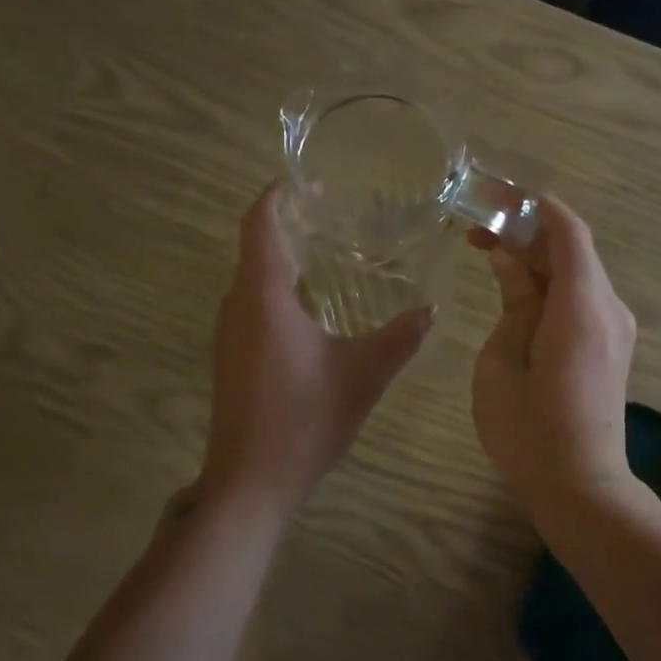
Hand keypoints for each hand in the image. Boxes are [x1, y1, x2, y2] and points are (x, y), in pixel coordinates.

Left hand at [199, 183, 433, 515]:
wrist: (249, 482)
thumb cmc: (303, 420)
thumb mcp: (362, 376)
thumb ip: (399, 338)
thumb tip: (430, 310)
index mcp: (263, 298)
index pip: (260, 226)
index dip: (276, 196)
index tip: (304, 178)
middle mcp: (238, 306)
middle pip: (255, 248)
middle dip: (288, 224)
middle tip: (334, 212)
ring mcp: (229, 333)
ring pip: (253, 279)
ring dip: (283, 259)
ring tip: (329, 251)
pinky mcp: (232, 357)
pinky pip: (253, 305)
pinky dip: (278, 289)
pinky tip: (314, 307)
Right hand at [470, 196, 639, 518]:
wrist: (582, 488)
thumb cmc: (529, 431)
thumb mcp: (502, 362)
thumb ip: (513, 302)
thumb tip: (511, 262)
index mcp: (581, 306)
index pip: (568, 232)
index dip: (533, 208)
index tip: (495, 199)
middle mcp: (609, 308)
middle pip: (573, 249)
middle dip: (528, 234)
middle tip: (479, 233)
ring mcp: (617, 329)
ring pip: (578, 274)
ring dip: (538, 261)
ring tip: (491, 258)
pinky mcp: (614, 347)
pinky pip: (583, 299)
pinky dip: (552, 286)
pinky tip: (519, 293)